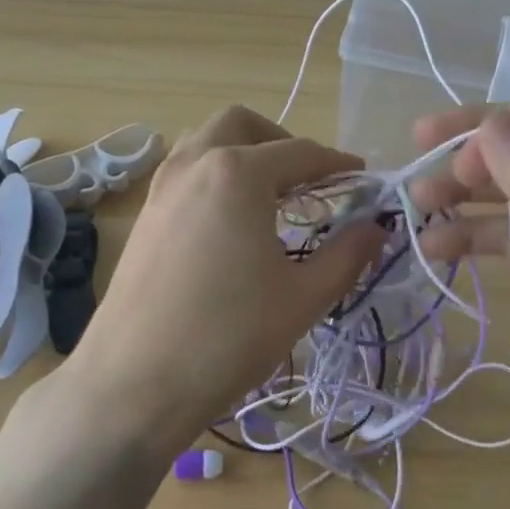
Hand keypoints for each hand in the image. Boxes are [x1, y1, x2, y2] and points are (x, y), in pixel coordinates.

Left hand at [64, 105, 385, 447]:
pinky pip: (184, 175)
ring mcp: (161, 189)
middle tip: (308, 180)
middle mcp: (194, 165)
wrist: (134, 384)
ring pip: (204, 143)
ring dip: (241, 154)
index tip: (362, 178)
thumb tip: (376, 228)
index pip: (301, 153)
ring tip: (270, 199)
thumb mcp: (303, 298)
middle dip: (280, 141)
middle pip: (241, 125)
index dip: (337, 164)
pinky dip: (214, 178)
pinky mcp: (143, 218)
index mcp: (238, 173)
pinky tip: (230, 225)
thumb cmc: (228, 337)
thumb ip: (347, 255)